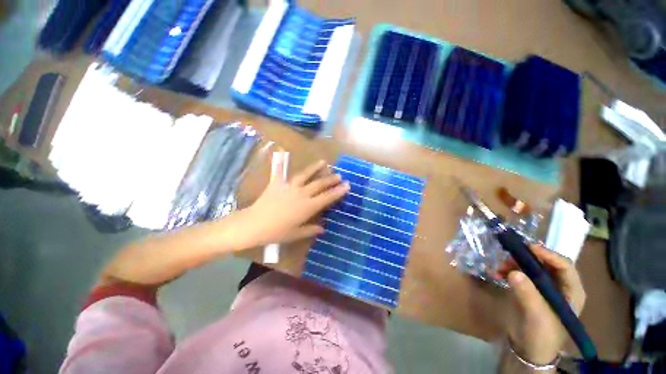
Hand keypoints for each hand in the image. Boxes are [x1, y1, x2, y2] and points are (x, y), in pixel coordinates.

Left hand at [233, 158, 348, 248]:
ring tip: (323, 162)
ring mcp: (289, 187)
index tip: (347, 185)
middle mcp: (302, 194)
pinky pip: (281, 171)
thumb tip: (323, 228)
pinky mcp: (277, 183)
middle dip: (331, 179)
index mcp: (308, 207)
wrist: (254, 225)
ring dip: (315, 168)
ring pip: (305, 175)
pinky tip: (283, 152)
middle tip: (339, 175)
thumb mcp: (296, 234)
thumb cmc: (276, 232)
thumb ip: (311, 229)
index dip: (338, 191)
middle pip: (319, 184)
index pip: (327, 197)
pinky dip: (282, 162)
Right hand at [501, 244, 585, 364]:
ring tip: (499, 267)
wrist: (529, 349)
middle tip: (509, 255)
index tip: (529, 247)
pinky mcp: (529, 289)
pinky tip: (495, 273)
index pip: (565, 266)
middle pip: (546, 263)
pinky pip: (519, 273)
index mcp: (571, 292)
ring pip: (530, 267)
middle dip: (527, 258)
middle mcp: (559, 286)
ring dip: (514, 264)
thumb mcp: (537, 316)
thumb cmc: (542, 335)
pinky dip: (507, 271)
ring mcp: (543, 287)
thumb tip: (513, 272)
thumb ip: (528, 293)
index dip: (549, 255)